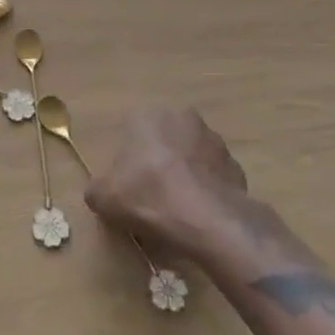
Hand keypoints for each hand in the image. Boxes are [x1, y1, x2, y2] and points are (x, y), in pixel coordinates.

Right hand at [85, 107, 311, 271]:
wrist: (207, 220)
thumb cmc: (149, 196)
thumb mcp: (105, 198)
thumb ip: (97, 189)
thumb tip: (100, 192)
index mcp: (147, 115)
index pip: (132, 132)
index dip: (128, 162)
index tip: (128, 187)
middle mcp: (182, 117)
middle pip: (163, 141)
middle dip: (158, 163)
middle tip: (151, 197)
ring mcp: (214, 140)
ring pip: (191, 157)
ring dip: (185, 175)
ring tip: (178, 211)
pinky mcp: (236, 166)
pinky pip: (214, 178)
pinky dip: (207, 192)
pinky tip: (200, 217)